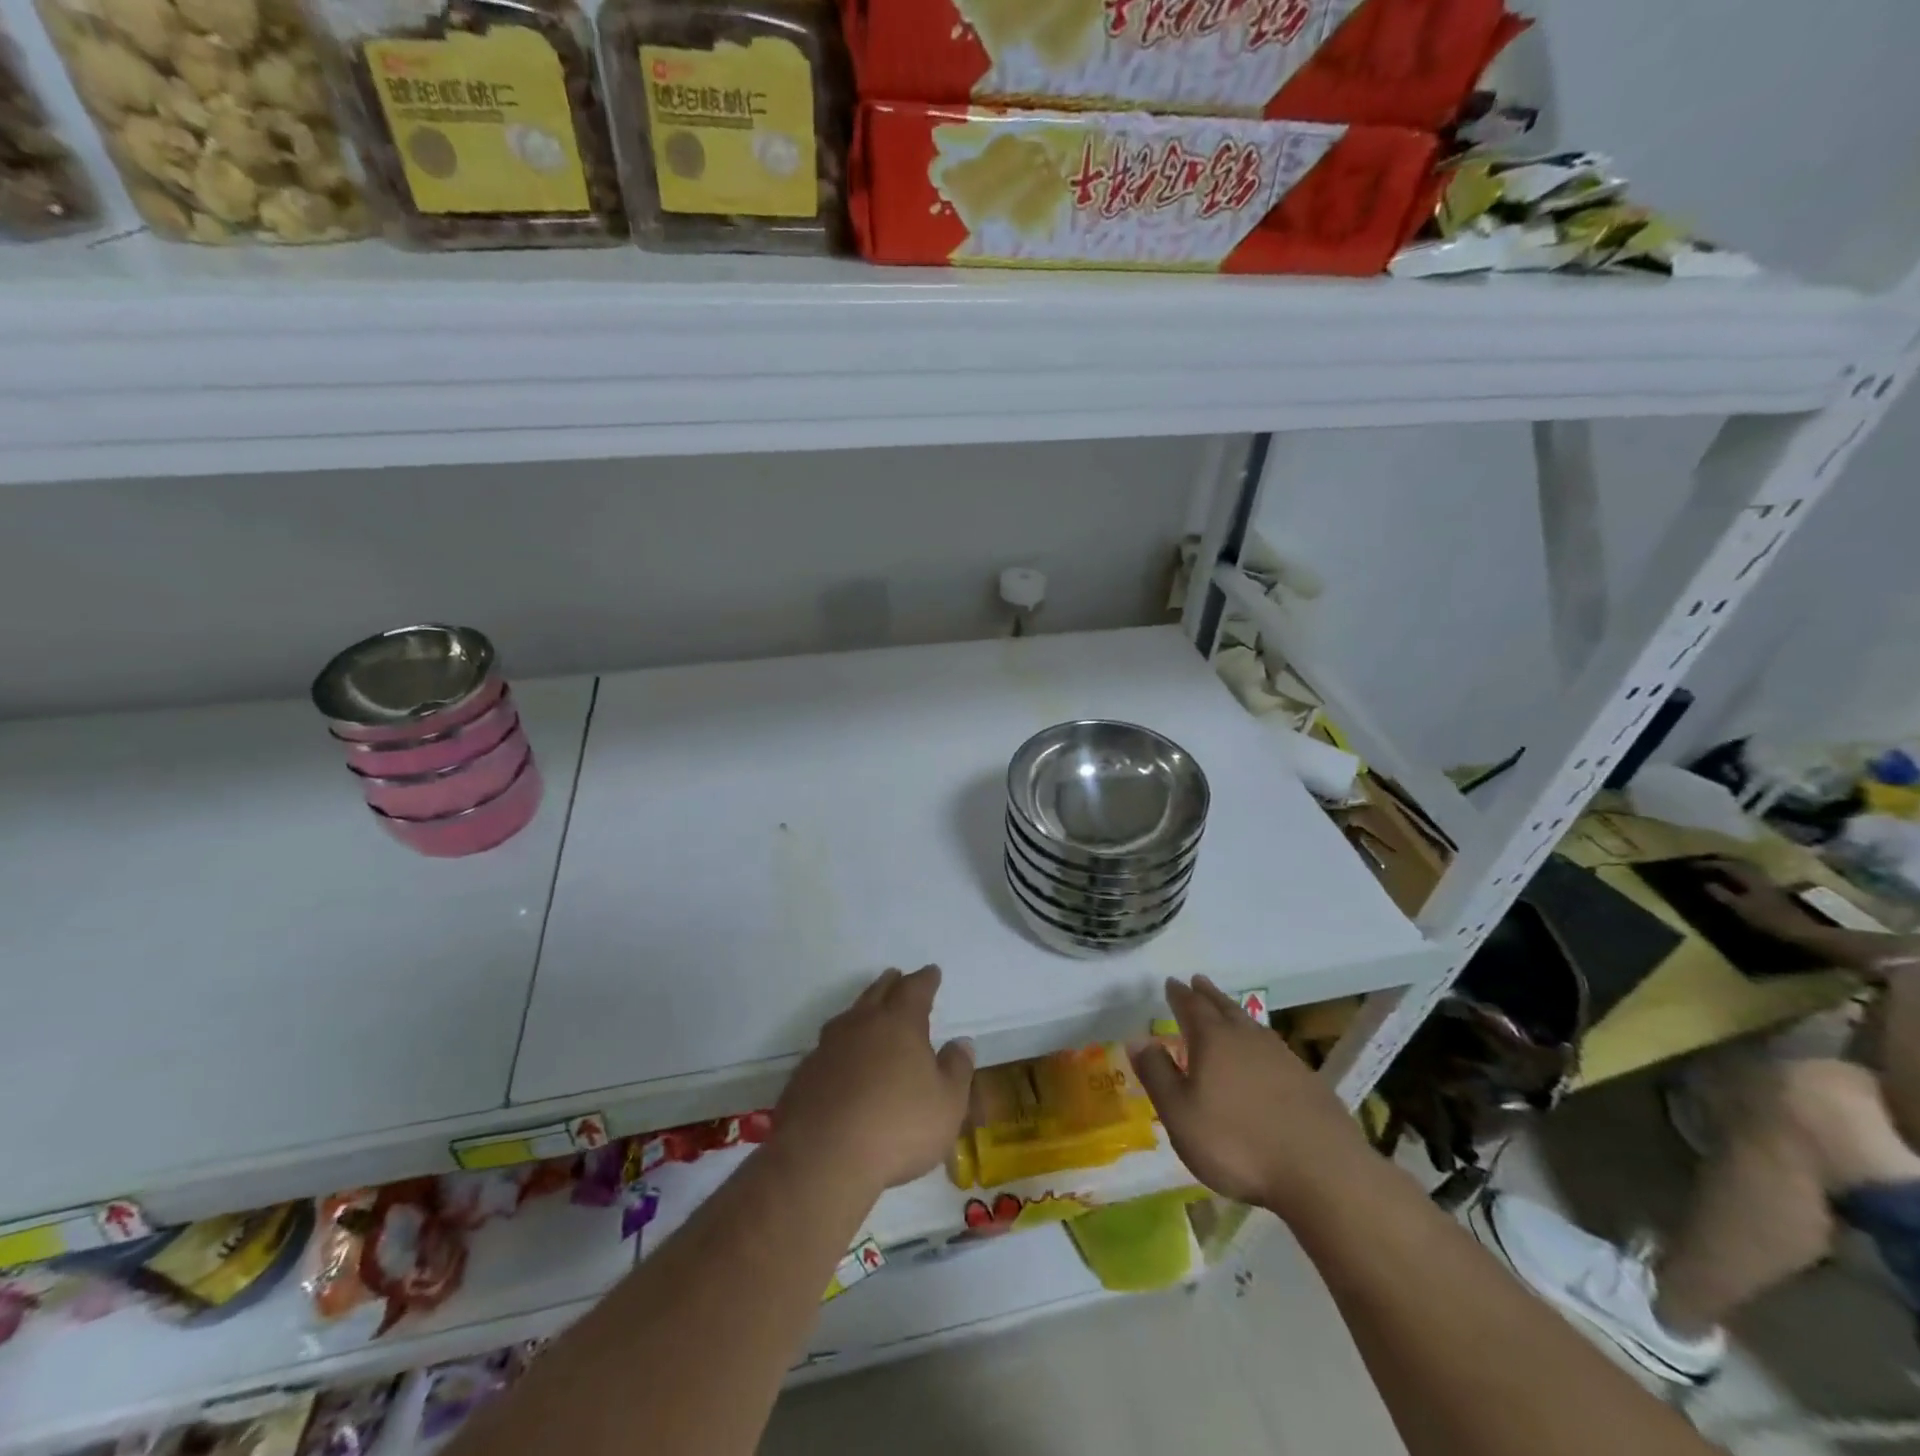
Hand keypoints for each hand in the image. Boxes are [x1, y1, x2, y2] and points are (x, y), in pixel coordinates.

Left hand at [773, 966, 973, 1197]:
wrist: (823, 1158)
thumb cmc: (897, 1127)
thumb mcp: (947, 1104)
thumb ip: (956, 1069)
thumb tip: (961, 1042)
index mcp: (899, 1023)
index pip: (915, 989)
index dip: (926, 980)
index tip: (932, 972)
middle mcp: (861, 1025)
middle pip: (877, 993)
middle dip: (890, 984)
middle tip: (897, 976)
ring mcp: (827, 1048)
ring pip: (848, 1017)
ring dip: (861, 1011)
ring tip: (868, 1012)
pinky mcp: (804, 1076)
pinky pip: (827, 1049)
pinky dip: (840, 1047)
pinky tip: (840, 1061)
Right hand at [1129, 976, 1370, 1218]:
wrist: (1322, 1172)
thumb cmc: (1237, 1144)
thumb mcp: (1180, 1114)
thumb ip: (1157, 1075)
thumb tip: (1137, 1038)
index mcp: (1212, 1040)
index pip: (1191, 1007)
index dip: (1179, 995)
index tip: (1171, 983)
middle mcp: (1246, 1038)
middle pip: (1223, 1007)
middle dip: (1207, 994)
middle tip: (1198, 980)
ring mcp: (1282, 1056)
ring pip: (1250, 1024)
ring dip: (1234, 1012)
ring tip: (1227, 1009)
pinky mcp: (1307, 1080)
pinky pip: (1273, 1046)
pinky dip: (1259, 1040)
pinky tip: (1262, 1053)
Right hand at [1701, 858, 1825, 945]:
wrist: (1807, 934)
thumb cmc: (1770, 920)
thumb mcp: (1740, 908)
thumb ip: (1722, 895)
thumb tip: (1705, 883)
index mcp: (1750, 878)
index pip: (1724, 866)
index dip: (1706, 864)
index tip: (1689, 865)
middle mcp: (1760, 878)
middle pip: (1738, 864)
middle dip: (1720, 862)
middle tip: (1703, 863)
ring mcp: (1770, 886)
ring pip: (1747, 871)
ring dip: (1731, 869)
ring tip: (1717, 871)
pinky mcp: (1775, 894)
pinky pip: (1752, 879)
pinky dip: (1740, 878)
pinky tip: (1736, 883)